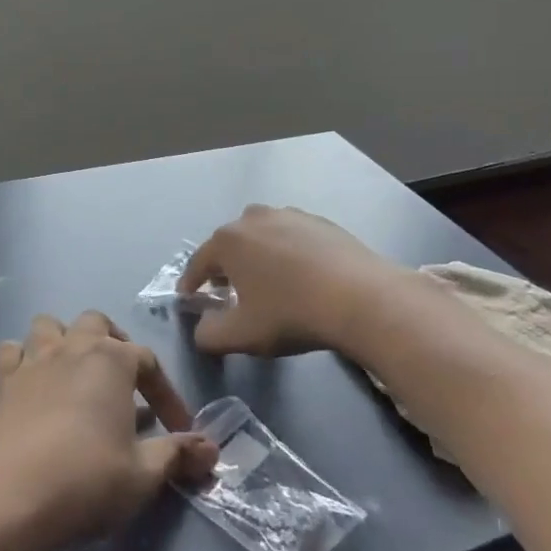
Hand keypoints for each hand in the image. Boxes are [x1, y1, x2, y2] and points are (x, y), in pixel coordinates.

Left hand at [0, 312, 215, 550]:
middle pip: (97, 324)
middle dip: (113, 344)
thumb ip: (178, 454)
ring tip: (75, 373)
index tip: (177, 428)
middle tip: (123, 382)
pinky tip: (32, 384)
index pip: (149, 362)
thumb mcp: (144, 474)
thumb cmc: (87, 480)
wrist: (13, 499)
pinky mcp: (2, 382)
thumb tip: (212, 449)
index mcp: (112, 360)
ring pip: (50, 326)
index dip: (167, 394)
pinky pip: (12, 352)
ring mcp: (33, 360)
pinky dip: (22, 360)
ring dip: (64, 341)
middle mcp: (73, 347)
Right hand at [180, 205, 410, 359]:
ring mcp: (290, 215)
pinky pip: (292, 237)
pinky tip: (301, 276)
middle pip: (230, 244)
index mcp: (229, 240)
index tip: (188, 298)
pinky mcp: (321, 222)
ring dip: (257, 257)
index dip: (190, 283)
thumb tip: (202, 329)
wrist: (361, 298)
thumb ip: (209, 335)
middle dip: (224, 267)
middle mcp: (255, 218)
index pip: (199, 262)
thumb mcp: (241, 335)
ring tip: (265, 283)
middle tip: (227, 292)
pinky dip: (288, 254)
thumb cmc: (291, 313)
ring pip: (262, 237)